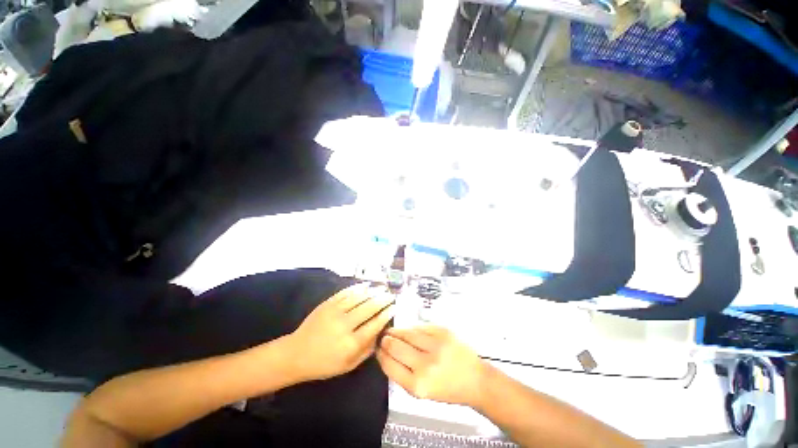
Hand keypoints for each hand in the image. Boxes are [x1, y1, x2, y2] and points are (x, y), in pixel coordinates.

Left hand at [286, 283, 394, 381]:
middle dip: (383, 300)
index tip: (394, 307)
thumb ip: (367, 351)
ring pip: (359, 297)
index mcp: (350, 344)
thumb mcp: (348, 365)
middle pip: (369, 308)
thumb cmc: (324, 363)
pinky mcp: (327, 304)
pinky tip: (366, 285)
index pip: (374, 325)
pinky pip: (345, 293)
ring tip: (382, 288)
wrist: (296, 354)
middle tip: (391, 295)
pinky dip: (357, 288)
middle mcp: (344, 326)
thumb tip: (381, 334)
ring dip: (373, 291)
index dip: (386, 314)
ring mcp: (334, 312)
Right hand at [376, 325, 487, 407]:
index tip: (377, 349)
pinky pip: (420, 327)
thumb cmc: (448, 389)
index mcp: (418, 385)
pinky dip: (412, 329)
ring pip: (406, 332)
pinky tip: (409, 331)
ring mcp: (435, 345)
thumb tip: (386, 354)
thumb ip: (403, 374)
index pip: (389, 365)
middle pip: (395, 345)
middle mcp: (425, 365)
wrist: (475, 380)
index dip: (380, 355)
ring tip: (392, 331)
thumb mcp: (422, 392)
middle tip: (383, 338)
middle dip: (386, 340)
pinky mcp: (443, 331)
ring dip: (396, 331)